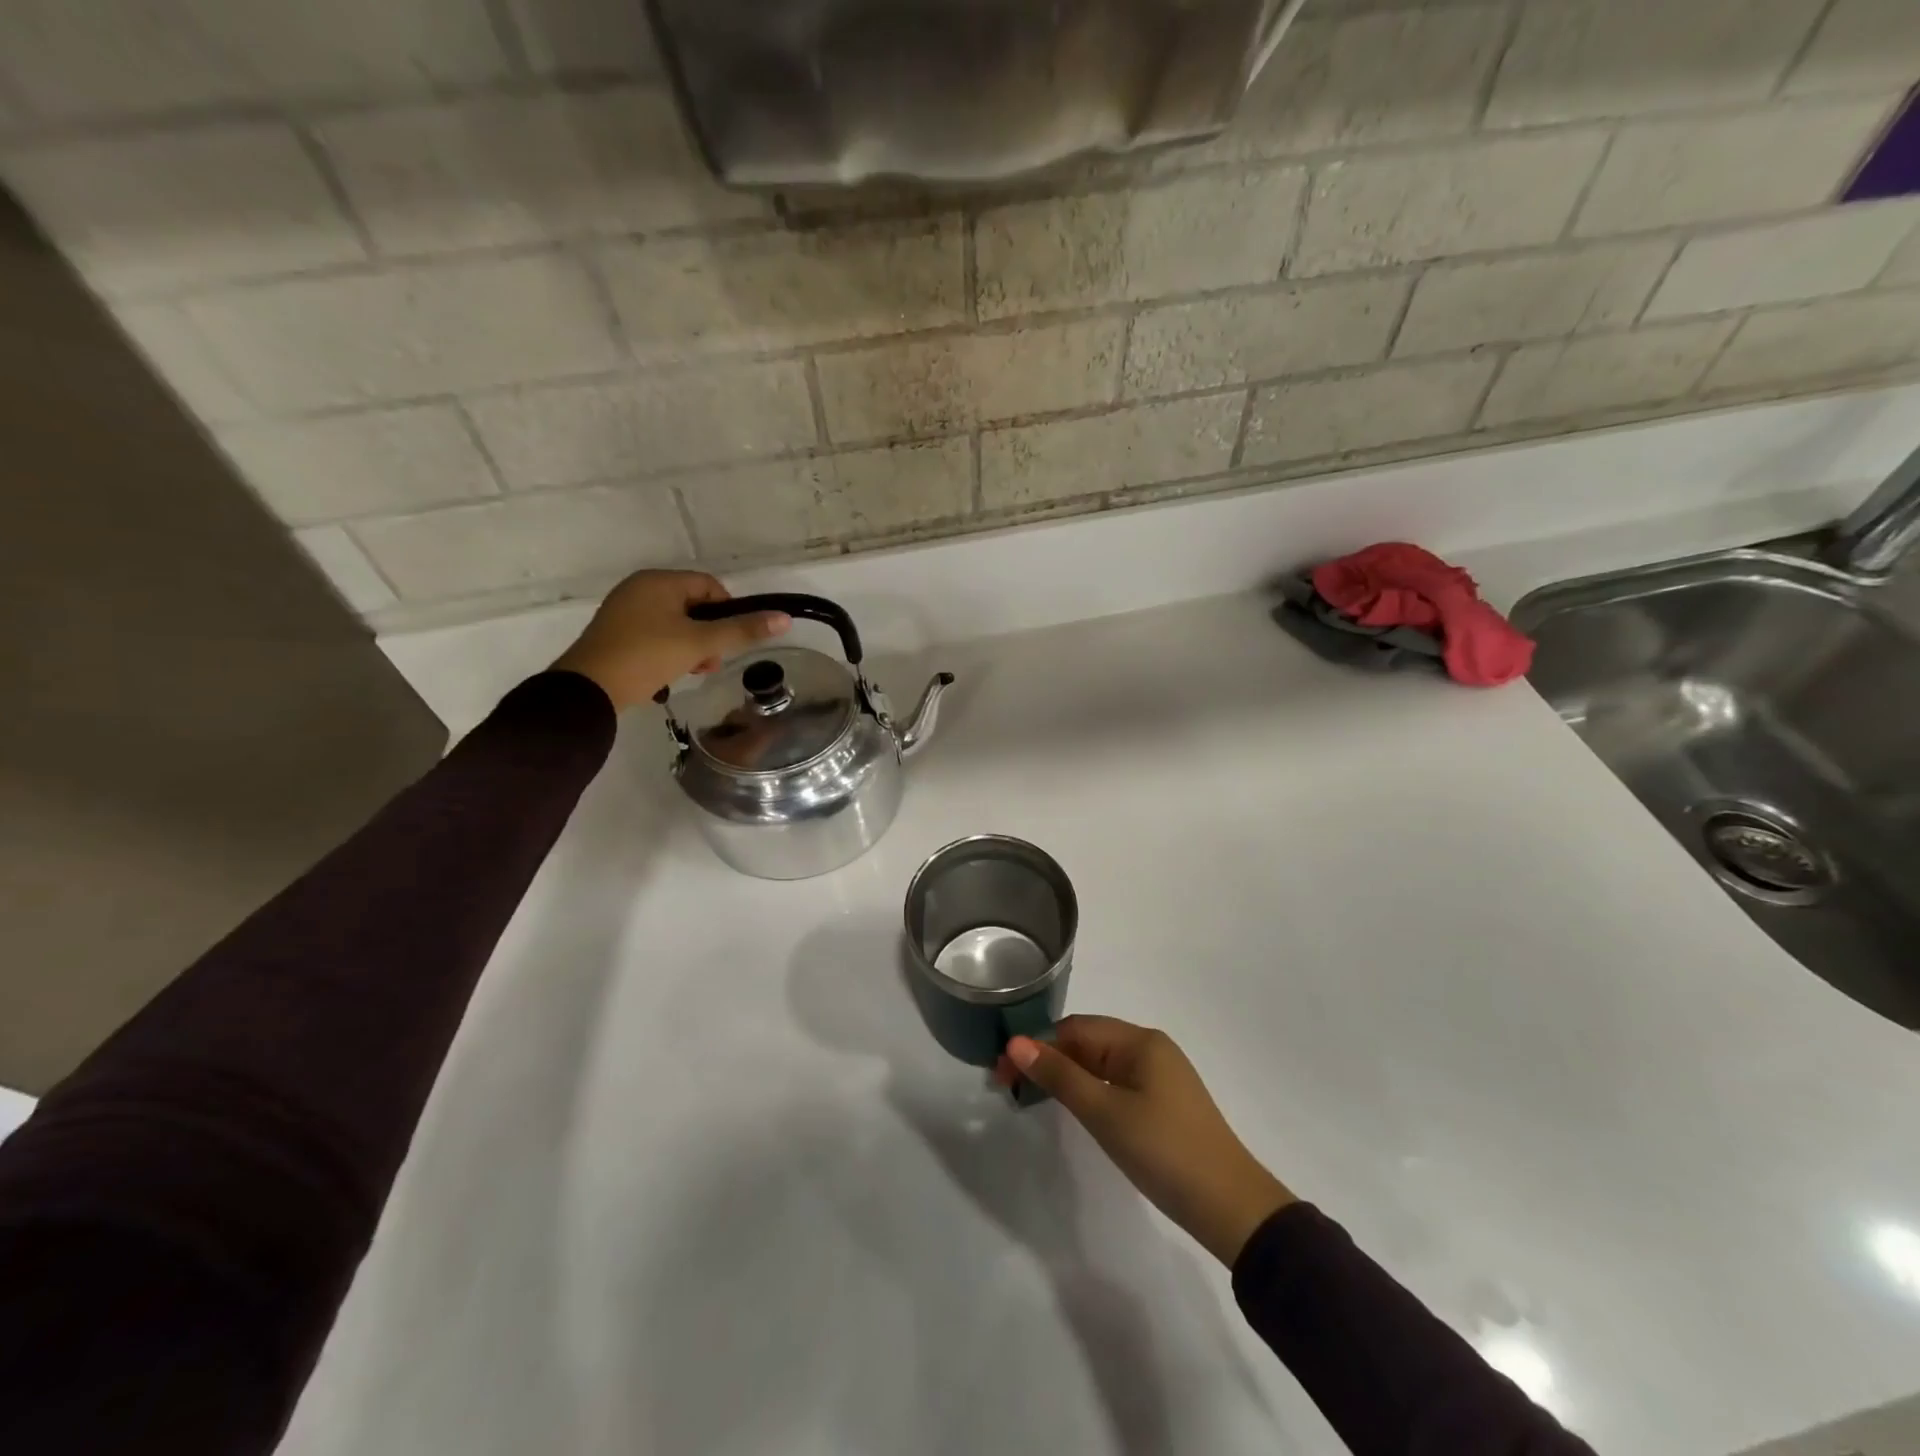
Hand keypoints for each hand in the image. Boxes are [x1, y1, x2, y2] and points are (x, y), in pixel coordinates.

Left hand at [551, 571, 789, 710]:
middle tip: (710, 663)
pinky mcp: (615, 633)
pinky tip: (669, 674)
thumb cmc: (647, 656)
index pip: (710, 586)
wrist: (589, 689)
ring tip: (691, 672)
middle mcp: (640, 588)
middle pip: (694, 605)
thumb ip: (742, 630)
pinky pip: (655, 634)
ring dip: (692, 646)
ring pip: (675, 623)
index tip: (729, 642)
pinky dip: (669, 651)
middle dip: (709, 635)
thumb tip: (784, 618)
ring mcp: (624, 610)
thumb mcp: (700, 644)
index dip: (728, 612)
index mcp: (659, 581)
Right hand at [996, 1016, 1294, 1266]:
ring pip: (1101, 1064)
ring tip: (1035, 1097)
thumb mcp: (1104, 1112)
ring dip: (1067, 1075)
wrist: (1230, 1206)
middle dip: (1049, 1058)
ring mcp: (1160, 1076)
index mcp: (1140, 1041)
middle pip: (1088, 1042)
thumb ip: (1059, 1075)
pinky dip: (1090, 1090)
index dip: (1036, 1045)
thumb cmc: (1164, 1151)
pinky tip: (1077, 1110)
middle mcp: (1151, 1048)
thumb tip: (1015, 1043)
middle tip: (1011, 1087)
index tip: (1003, 1072)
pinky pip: (1116, 1083)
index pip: (1075, 1028)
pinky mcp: (1164, 1103)